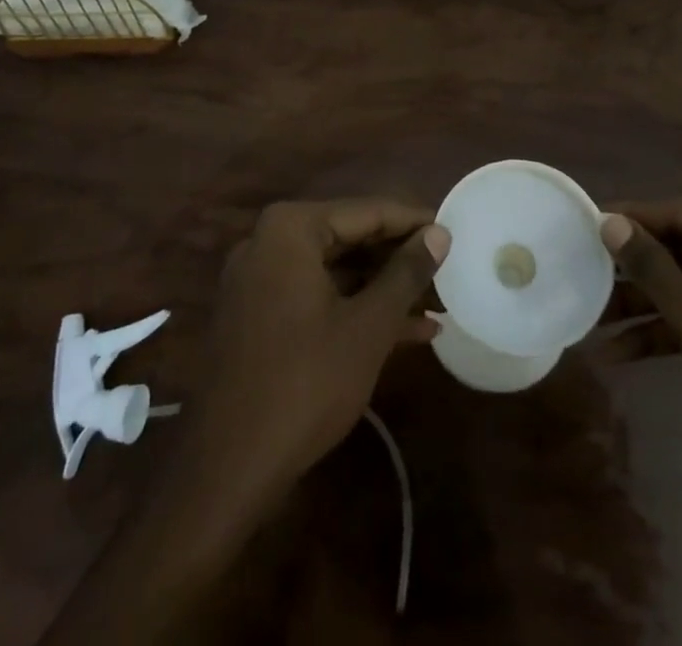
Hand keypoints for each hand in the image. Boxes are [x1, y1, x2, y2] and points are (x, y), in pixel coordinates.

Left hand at [43, 198, 447, 644]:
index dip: (415, 222)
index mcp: (291, 229)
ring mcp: (260, 281)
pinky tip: (408, 331)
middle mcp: (269, 242)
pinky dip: (356, 310)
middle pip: (350, 238)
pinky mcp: (258, 317)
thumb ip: (406, 272)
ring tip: (439, 302)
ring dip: (384, 288)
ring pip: (336, 271)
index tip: (455, 231)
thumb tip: (440, 232)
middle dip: (400, 259)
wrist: (226, 471)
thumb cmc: (305, 383)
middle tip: (449, 268)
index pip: (367, 211)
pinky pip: (317, 297)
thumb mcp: (369, 325)